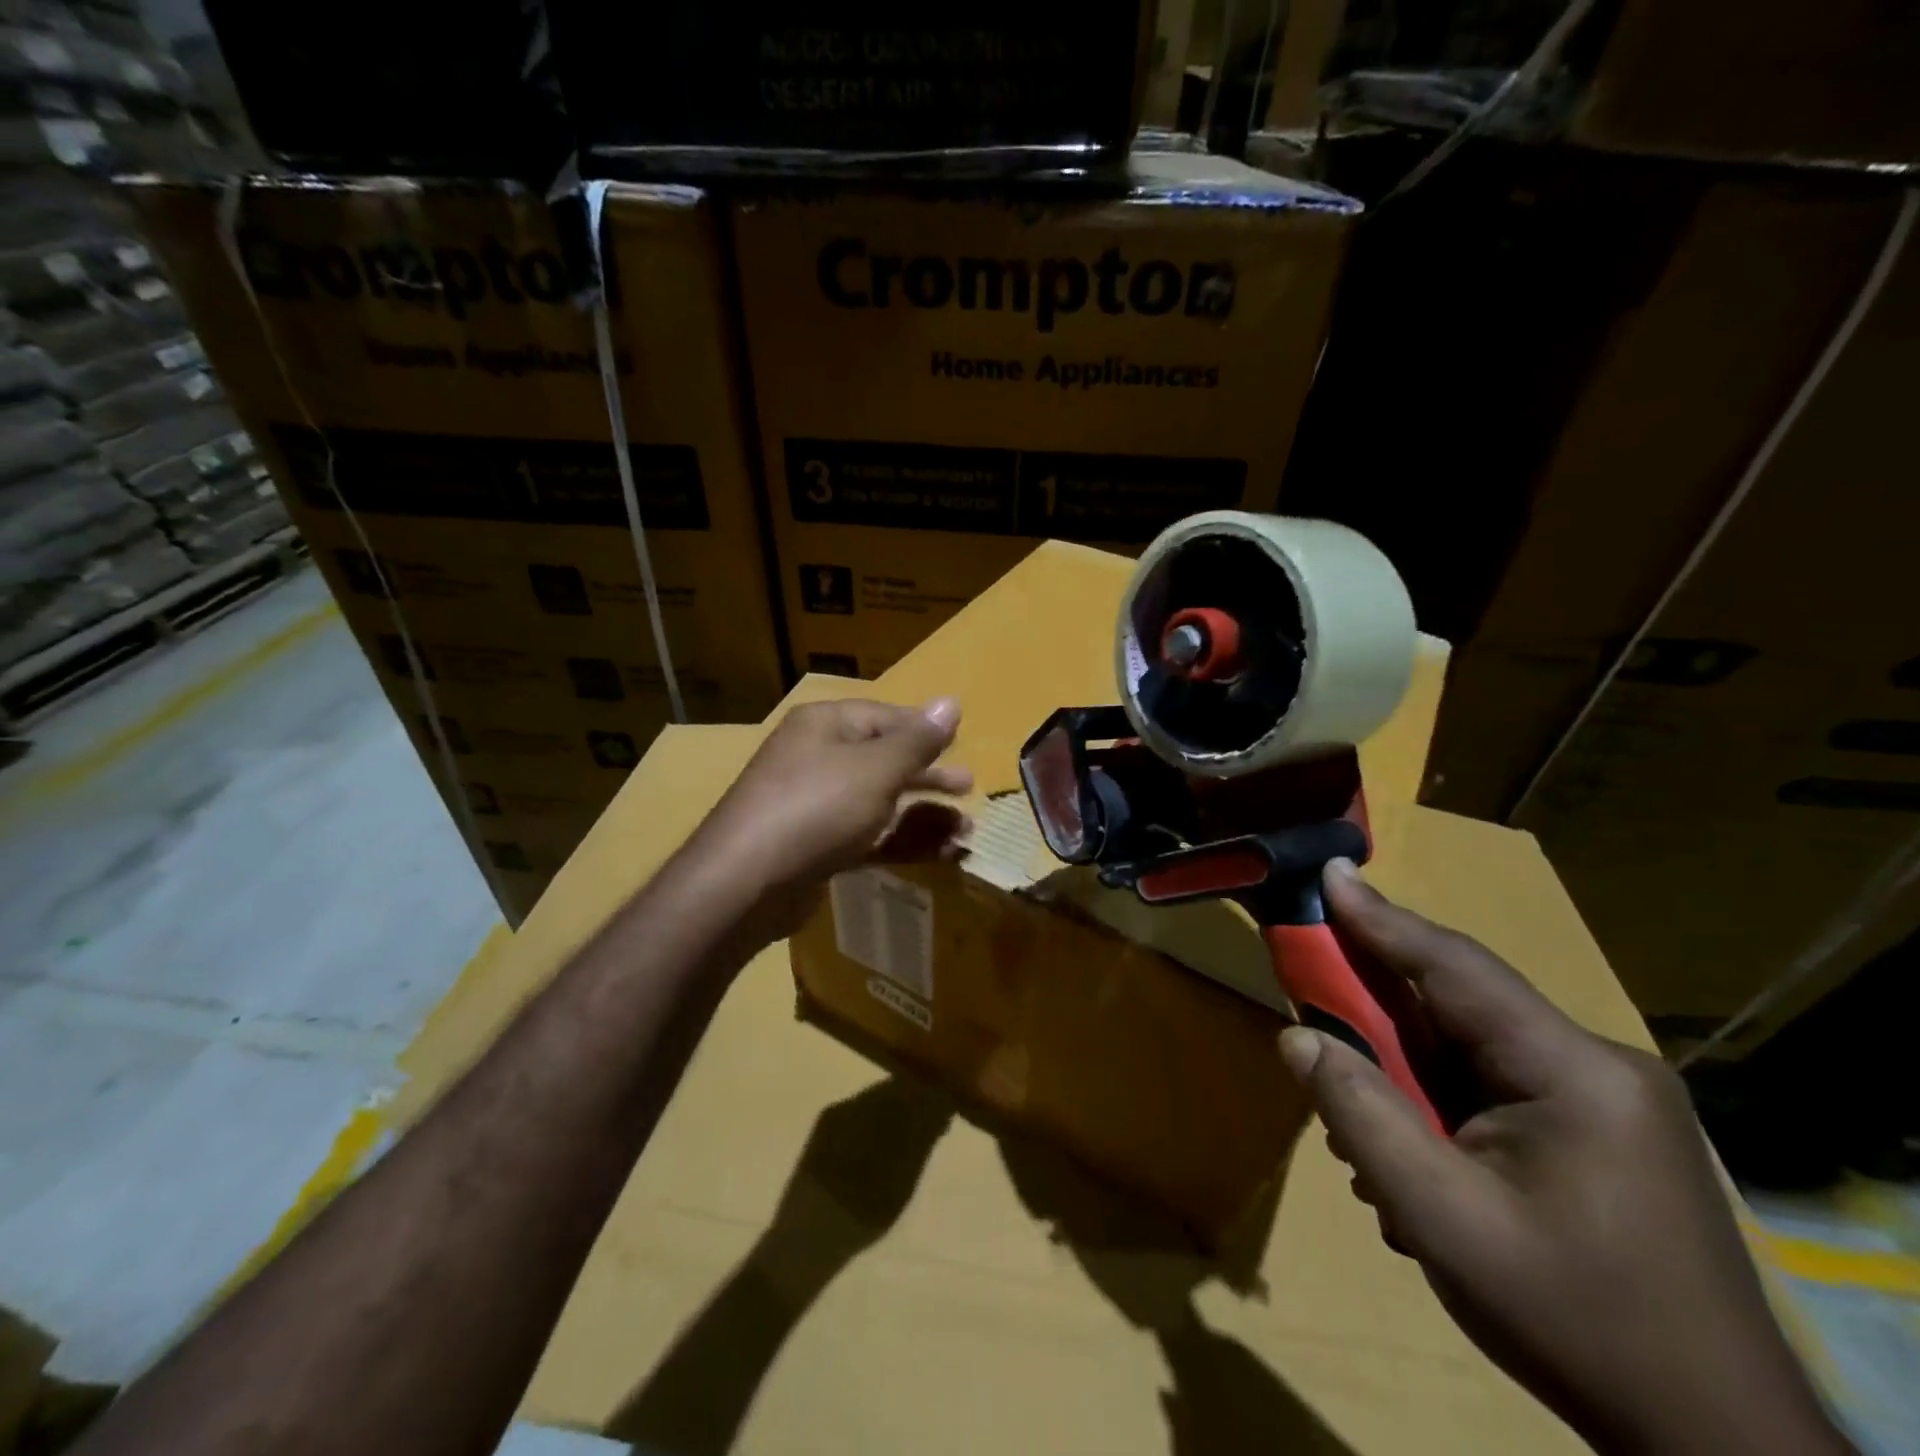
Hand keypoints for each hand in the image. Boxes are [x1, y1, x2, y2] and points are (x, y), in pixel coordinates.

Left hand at [693, 697, 972, 942]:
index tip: (961, 747)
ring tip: (965, 832)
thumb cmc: (817, 807)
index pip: (885, 716)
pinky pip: (868, 836)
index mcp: (826, 725)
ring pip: (880, 803)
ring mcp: (815, 805)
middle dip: (929, 777)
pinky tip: (938, 854)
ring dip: (923, 815)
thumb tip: (951, 702)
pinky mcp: (817, 847)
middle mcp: (818, 758)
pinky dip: (901, 842)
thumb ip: (917, 740)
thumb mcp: (876, 768)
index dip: (925, 731)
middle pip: (884, 760)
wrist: (746, 882)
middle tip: (969, 789)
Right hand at [1280, 860, 1850, 1455]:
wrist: (1714, 1448)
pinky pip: (1489, 1085)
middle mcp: (1595, 1065)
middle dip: (1376, 1018)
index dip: (1381, 919)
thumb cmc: (1574, 1322)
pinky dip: (1435, 1106)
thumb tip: (1296, 1038)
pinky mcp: (1595, 1129)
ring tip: (1364, 1141)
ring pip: (1466, 1050)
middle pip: (1457, 1008)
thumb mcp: (1443, 1219)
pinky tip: (1413, 1163)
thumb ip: (1361, 1115)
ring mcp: (1601, 1098)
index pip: (1455, 970)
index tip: (1327, 873)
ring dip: (1403, 1077)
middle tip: (1310, 1019)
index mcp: (1575, 1072)